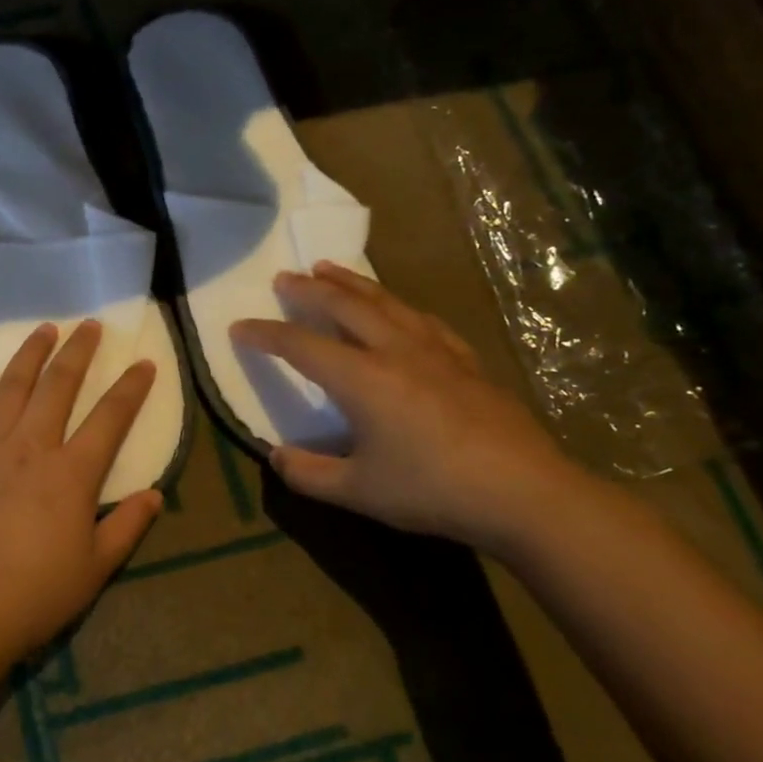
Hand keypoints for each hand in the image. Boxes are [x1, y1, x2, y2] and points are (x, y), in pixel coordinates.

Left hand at [0, 320, 164, 662]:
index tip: (144, 363)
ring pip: (10, 389)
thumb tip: (155, 494)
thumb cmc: (36, 594)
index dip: (130, 388)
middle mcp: (30, 448)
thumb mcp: (95, 568)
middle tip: (88, 326)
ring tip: (43, 330)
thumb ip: (127, 526)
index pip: (110, 418)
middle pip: (58, 387)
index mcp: (71, 473)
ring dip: (28, 356)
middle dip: (77, 352)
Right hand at [231, 263, 578, 552]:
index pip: (301, 346)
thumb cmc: (432, 490)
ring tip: (329, 269)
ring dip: (352, 283)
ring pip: (385, 302)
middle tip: (284, 277)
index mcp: (362, 379)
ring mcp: (435, 352)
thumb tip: (275, 456)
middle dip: (309, 290)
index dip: (265, 335)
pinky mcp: (466, 362)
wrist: (524, 493)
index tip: (238, 327)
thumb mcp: (357, 492)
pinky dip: (398, 305)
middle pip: (345, 306)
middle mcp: (395, 351)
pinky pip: (422, 319)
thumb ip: (308, 473)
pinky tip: (398, 308)